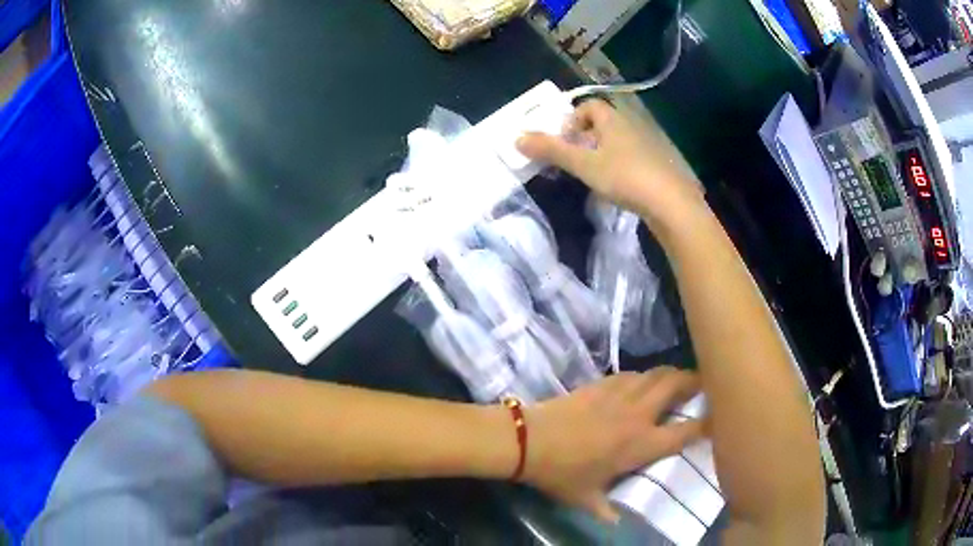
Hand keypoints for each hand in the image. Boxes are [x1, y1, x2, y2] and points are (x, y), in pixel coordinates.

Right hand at [516, 99, 705, 230]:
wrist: (671, 203)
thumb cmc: (625, 176)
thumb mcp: (583, 164)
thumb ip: (552, 151)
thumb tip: (517, 138)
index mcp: (613, 119)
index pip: (589, 106)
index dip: (572, 119)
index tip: (565, 141)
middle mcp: (631, 125)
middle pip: (602, 124)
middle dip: (583, 138)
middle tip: (573, 160)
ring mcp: (647, 145)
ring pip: (616, 142)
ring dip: (600, 153)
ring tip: (592, 175)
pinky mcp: (657, 164)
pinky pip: (630, 157)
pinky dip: (617, 165)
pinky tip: (616, 186)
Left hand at [522, 368, 703, 522]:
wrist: (529, 440)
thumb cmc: (561, 473)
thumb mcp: (585, 499)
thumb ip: (605, 511)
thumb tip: (615, 524)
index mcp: (641, 444)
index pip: (685, 431)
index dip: (708, 423)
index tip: (719, 419)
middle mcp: (638, 414)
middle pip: (677, 384)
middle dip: (695, 381)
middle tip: (703, 385)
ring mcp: (620, 393)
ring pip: (656, 373)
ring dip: (670, 374)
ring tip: (676, 381)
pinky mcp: (601, 383)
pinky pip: (632, 374)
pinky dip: (643, 376)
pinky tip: (640, 384)